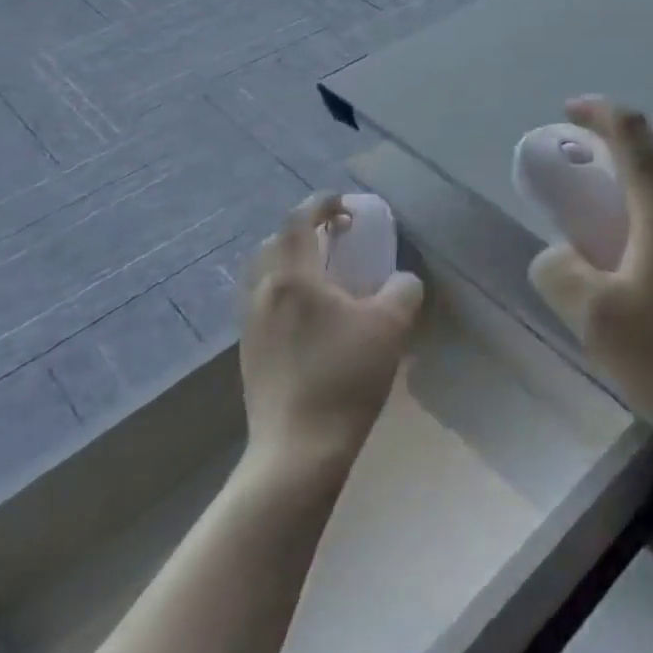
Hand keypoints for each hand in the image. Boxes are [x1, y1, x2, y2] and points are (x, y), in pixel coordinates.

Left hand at [239, 194, 422, 466]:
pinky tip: (312, 314)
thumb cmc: (345, 376)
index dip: (322, 203)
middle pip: (275, 242)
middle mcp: (263, 293)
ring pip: (264, 273)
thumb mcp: (391, 325)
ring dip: (291, 260)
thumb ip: (402, 289)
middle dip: (305, 230)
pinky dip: (284, 289)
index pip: (299, 220)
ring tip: (324, 274)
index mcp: (293, 277)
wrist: (298, 449)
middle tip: (338, 236)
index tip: (346, 203)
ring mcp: (250, 324)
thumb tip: (400, 281)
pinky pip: (263, 302)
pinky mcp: (249, 352)